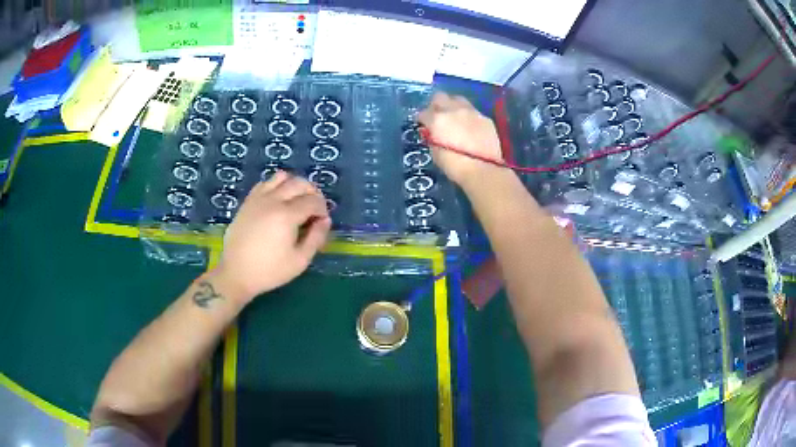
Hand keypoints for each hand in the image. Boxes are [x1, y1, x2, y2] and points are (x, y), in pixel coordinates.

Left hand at [213, 172, 331, 304]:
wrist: (236, 273)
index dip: (323, 209)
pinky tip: (278, 201)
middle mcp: (273, 200)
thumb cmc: (270, 271)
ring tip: (296, 201)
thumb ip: (316, 238)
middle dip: (312, 193)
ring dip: (294, 185)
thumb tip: (325, 220)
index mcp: (287, 215)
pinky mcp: (248, 201)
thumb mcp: (300, 261)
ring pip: (281, 177)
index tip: (322, 222)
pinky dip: (276, 186)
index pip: (313, 201)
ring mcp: (258, 198)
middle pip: (300, 183)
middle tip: (314, 209)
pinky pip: (265, 183)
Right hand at [417, 92, 503, 187]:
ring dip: (453, 106)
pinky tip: (470, 127)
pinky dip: (468, 117)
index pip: (423, 113)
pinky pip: (473, 112)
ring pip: (458, 100)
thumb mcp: (436, 154)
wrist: (484, 171)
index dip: (422, 120)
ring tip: (454, 118)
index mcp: (437, 120)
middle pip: (440, 97)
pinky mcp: (486, 118)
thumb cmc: (455, 166)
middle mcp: (453, 110)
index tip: (423, 125)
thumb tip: (433, 133)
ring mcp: (472, 112)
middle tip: (437, 116)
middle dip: (436, 105)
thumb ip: (432, 139)